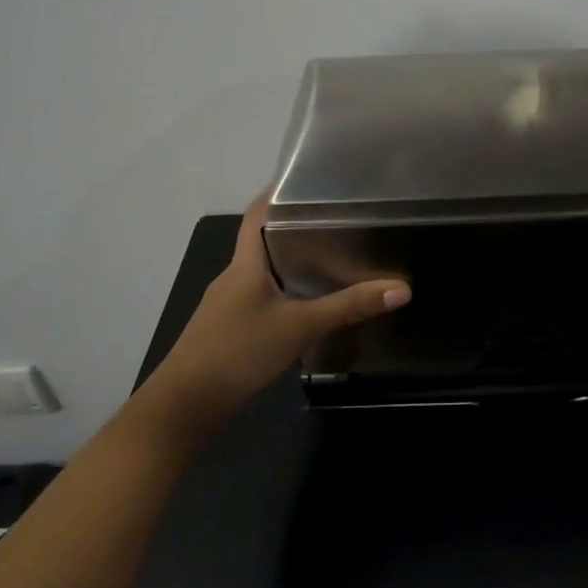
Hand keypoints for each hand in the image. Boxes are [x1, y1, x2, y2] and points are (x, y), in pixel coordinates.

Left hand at [141, 198, 408, 423]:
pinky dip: (285, 293)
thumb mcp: (300, 327)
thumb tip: (402, 289)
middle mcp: (234, 277)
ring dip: (291, 264)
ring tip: (332, 258)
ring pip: (264, 272)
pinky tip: (308, 305)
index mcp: (245, 264)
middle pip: (264, 242)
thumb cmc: (239, 351)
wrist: (186, 405)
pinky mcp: (229, 329)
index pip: (258, 214)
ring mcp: (228, 305)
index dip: (280, 193)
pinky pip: (261, 298)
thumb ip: (349, 307)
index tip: (312, 182)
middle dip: (297, 230)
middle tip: (339, 221)